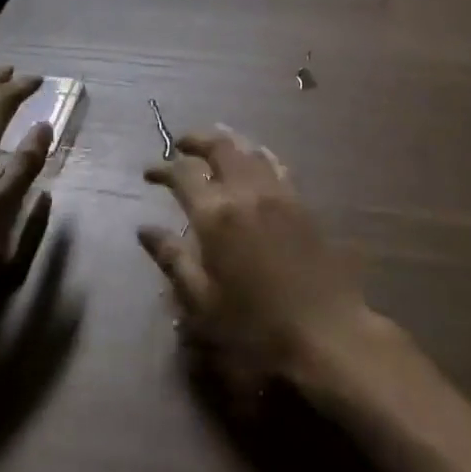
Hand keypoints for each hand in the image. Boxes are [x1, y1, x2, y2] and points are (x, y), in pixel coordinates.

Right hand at [138, 126, 378, 393]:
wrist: (326, 331)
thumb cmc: (255, 326)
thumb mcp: (202, 301)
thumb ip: (172, 259)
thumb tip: (144, 230)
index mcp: (216, 215)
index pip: (183, 173)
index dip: (162, 168)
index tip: (149, 174)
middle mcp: (245, 192)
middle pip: (219, 146)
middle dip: (195, 140)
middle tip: (180, 146)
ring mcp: (277, 193)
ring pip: (248, 148)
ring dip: (226, 142)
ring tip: (212, 148)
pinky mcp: (301, 202)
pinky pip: (274, 163)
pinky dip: (256, 154)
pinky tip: (253, 162)